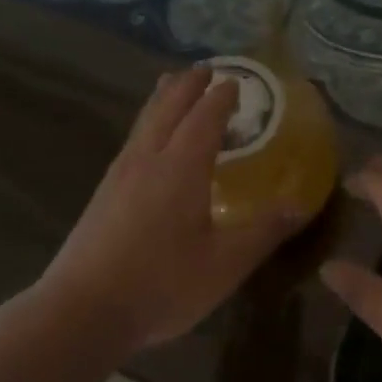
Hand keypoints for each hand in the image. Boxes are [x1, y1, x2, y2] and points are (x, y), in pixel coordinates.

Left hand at [36, 67, 302, 351]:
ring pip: (144, 121)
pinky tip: (147, 141)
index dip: (221, 97)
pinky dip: (149, 123)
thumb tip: (300, 204)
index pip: (204, 118)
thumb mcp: (225, 265)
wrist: (81, 311)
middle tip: (206, 70)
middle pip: (168, 107)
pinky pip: (133, 140)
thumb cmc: (161, 285)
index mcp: (180, 168)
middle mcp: (147, 160)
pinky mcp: (103, 193)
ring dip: (163, 99)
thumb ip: (264, 231)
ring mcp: (119, 174)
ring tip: (173, 85)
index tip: (236, 81)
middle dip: (189, 85)